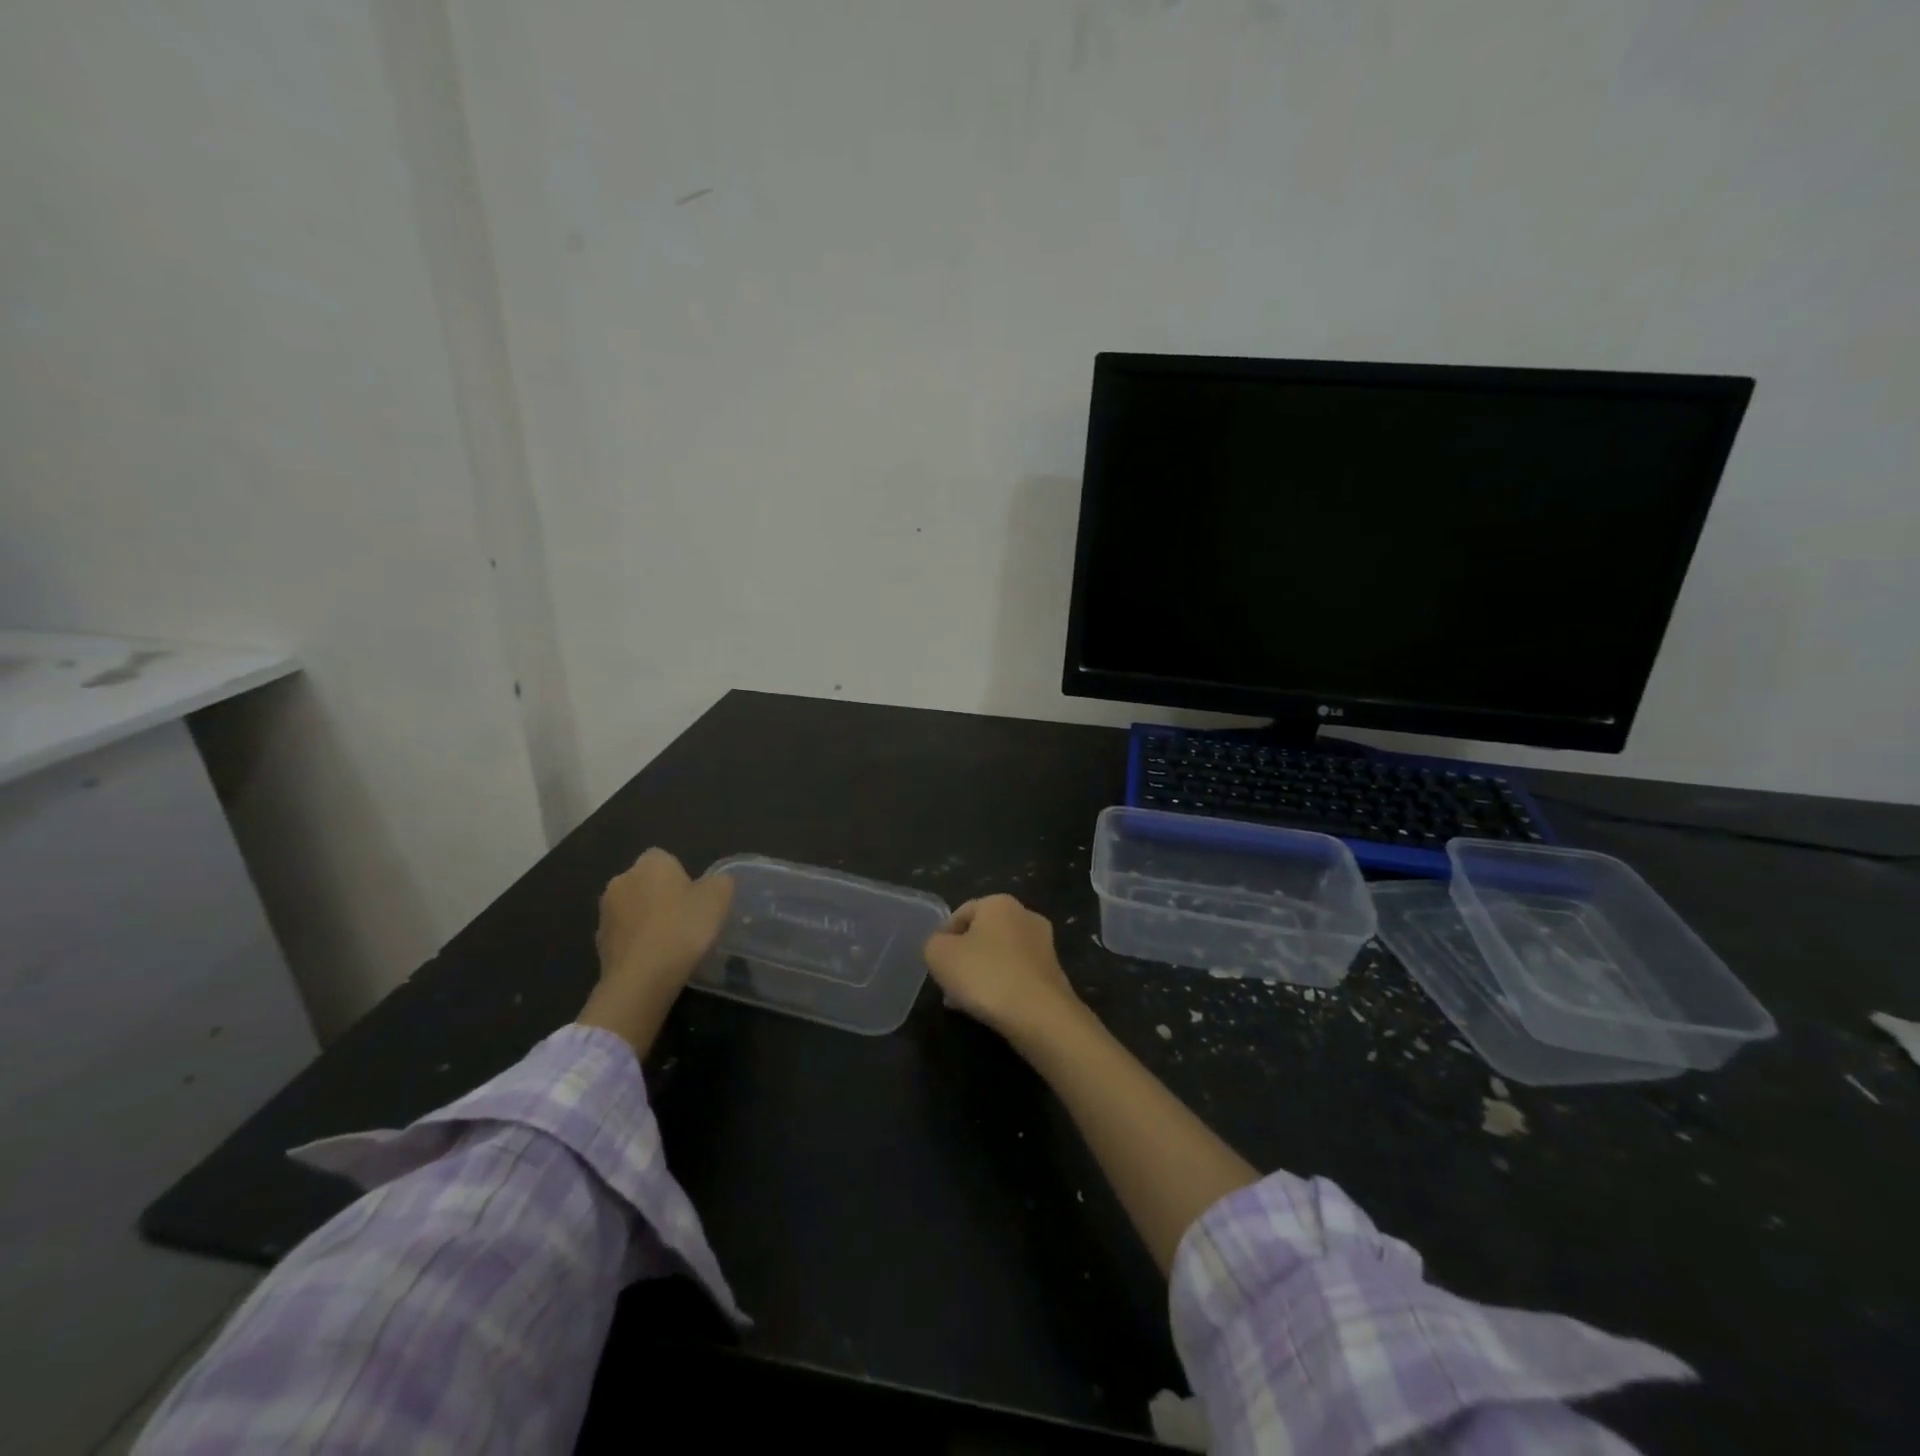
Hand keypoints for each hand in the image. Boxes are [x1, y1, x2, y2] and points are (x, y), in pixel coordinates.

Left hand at [577, 848, 733, 1053]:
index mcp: (650, 863)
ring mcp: (605, 912)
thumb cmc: (683, 927)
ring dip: (647, 919)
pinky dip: (637, 942)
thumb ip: (721, 882)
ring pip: (633, 909)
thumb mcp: (719, 899)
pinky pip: (624, 935)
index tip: (695, 898)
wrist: (642, 977)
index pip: (665, 859)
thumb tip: (717, 881)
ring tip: (670, 943)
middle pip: (646, 883)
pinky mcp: (598, 942)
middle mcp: (621, 880)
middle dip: (661, 896)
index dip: (682, 876)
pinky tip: (654, 959)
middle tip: (686, 919)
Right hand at [923, 894, 1084, 1046]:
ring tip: (966, 1002)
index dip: (943, 938)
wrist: (1039, 1014)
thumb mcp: (939, 954)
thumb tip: (943, 946)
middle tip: (949, 984)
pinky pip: (1018, 975)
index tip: (936, 964)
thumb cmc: (985, 974)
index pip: (961, 913)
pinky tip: (990, 1009)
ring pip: (1000, 956)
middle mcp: (1026, 915)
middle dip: (964, 958)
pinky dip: (1002, 986)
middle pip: (983, 935)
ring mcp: (1044, 944)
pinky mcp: (1054, 973)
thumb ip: (933, 943)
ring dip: (982, 974)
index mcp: (999, 902)